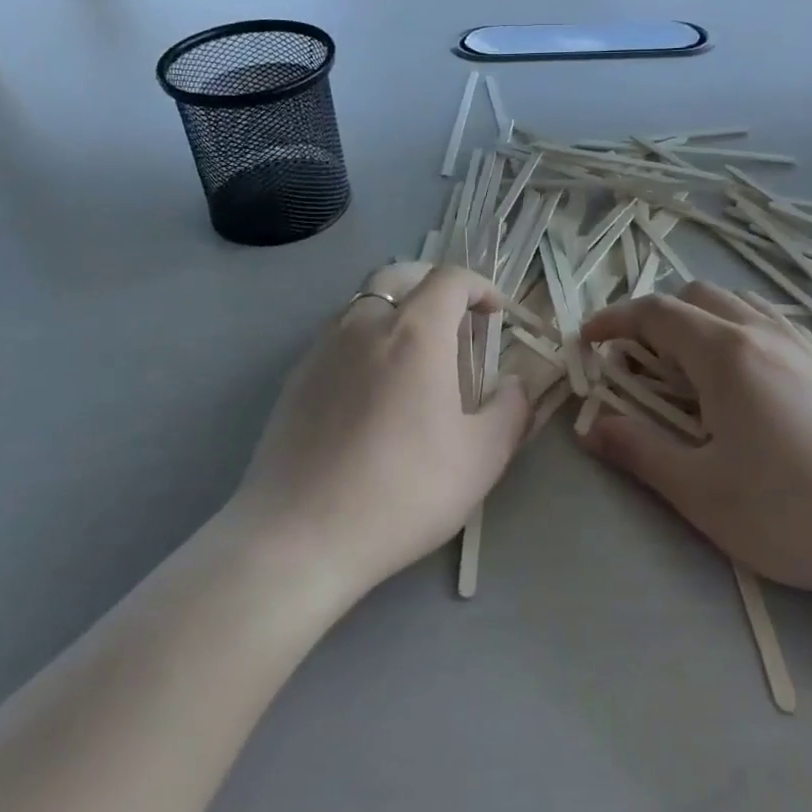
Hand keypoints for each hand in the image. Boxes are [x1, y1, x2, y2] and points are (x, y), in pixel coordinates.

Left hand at [226, 262, 533, 600]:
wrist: (301, 535)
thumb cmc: (403, 491)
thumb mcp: (481, 458)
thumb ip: (510, 410)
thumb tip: (515, 384)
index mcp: (415, 332)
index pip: (450, 279)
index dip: (479, 286)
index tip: (495, 313)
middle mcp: (366, 324)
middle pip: (400, 276)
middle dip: (434, 286)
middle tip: (455, 320)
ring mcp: (324, 348)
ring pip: (364, 302)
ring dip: (397, 309)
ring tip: (414, 353)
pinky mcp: (296, 377)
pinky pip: (337, 336)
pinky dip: (365, 338)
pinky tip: (371, 386)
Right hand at [578, 283, 811, 608]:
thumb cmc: (790, 514)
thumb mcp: (699, 491)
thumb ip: (637, 450)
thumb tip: (589, 427)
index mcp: (726, 354)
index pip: (655, 313)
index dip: (614, 321)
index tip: (588, 341)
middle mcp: (763, 334)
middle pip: (696, 296)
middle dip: (654, 317)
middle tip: (636, 362)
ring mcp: (804, 346)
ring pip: (736, 306)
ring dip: (697, 321)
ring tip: (685, 369)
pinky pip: (768, 324)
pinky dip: (734, 331)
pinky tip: (740, 382)